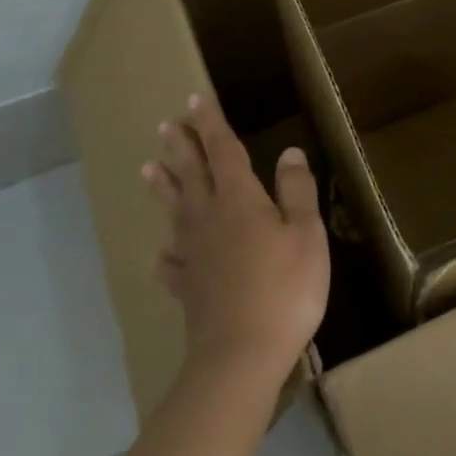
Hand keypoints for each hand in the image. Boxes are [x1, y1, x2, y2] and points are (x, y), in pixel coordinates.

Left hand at [142, 93, 329, 386]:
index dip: (211, 124)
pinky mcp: (188, 287)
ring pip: (175, 211)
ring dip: (164, 187)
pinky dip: (168, 252)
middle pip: (192, 174)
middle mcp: (209, 219)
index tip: (196, 98)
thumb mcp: (306, 234)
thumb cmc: (285, 288)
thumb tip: (289, 152)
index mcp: (239, 199)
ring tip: (149, 168)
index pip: (222, 150)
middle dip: (181, 147)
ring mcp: (193, 254)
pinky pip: (172, 262)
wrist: (241, 356)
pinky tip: (164, 252)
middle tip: (166, 125)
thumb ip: (296, 191)